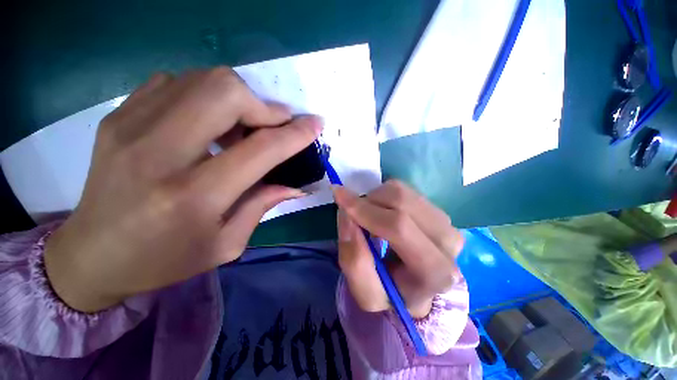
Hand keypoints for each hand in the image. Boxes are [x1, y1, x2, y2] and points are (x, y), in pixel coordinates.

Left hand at [45, 68, 322, 311]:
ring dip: (237, 99)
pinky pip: (175, 83)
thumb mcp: (226, 244)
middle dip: (262, 105)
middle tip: (272, 125)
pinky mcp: (118, 116)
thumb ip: (264, 205)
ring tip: (240, 127)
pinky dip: (204, 96)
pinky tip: (206, 122)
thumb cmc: (163, 260)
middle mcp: (160, 153)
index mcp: (194, 195)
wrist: (90, 255)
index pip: (262, 149)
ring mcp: (131, 127)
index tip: (315, 124)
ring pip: (202, 79)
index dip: (296, 133)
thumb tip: (297, 185)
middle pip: (226, 92)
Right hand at [334, 180, 463, 317]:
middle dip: (367, 202)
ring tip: (368, 217)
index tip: (338, 195)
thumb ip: (353, 259)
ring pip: (402, 192)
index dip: (364, 209)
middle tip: (352, 214)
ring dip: (375, 198)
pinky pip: (405, 190)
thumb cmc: (390, 294)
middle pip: (401, 202)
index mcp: (434, 270)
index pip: (397, 227)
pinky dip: (384, 196)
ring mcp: (447, 222)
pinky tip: (381, 213)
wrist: (414, 288)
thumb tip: (347, 215)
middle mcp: (448, 242)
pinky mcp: (438, 210)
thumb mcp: (365, 292)